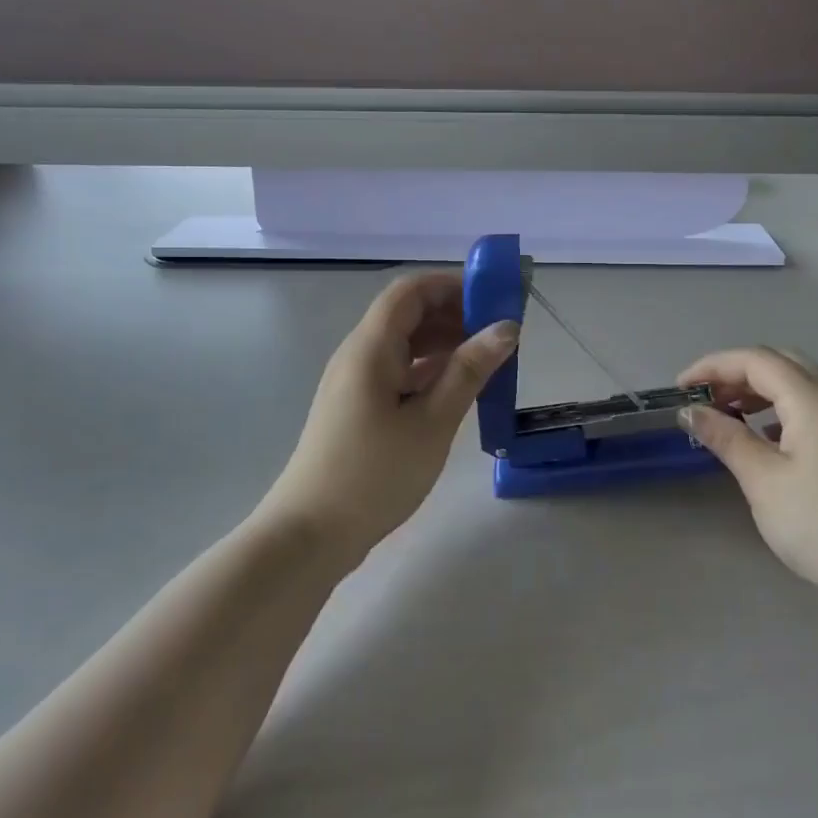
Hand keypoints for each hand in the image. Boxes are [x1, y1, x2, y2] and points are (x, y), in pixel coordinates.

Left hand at [263, 272, 517, 565]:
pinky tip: (460, 389)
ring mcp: (356, 382)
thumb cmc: (374, 474)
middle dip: (455, 314)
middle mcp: (359, 355)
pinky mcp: (358, 408)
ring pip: (404, 345)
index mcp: (371, 347)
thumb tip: (506, 328)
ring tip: (489, 360)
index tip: (495, 298)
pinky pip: (398, 372)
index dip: (453, 285)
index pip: (411, 291)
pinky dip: (430, 371)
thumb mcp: (432, 422)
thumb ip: (469, 370)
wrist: (311, 533)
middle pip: (408, 315)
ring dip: (445, 344)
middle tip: (502, 333)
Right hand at [678, 348, 817, 617]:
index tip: (679, 389)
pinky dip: (779, 405)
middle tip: (703, 398)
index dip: (712, 367)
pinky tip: (764, 433)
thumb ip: (726, 437)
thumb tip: (690, 411)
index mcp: (812, 398)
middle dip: (735, 372)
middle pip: (778, 362)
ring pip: (797, 380)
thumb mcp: (762, 480)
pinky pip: (811, 401)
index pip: (755, 360)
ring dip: (758, 387)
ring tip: (727, 412)